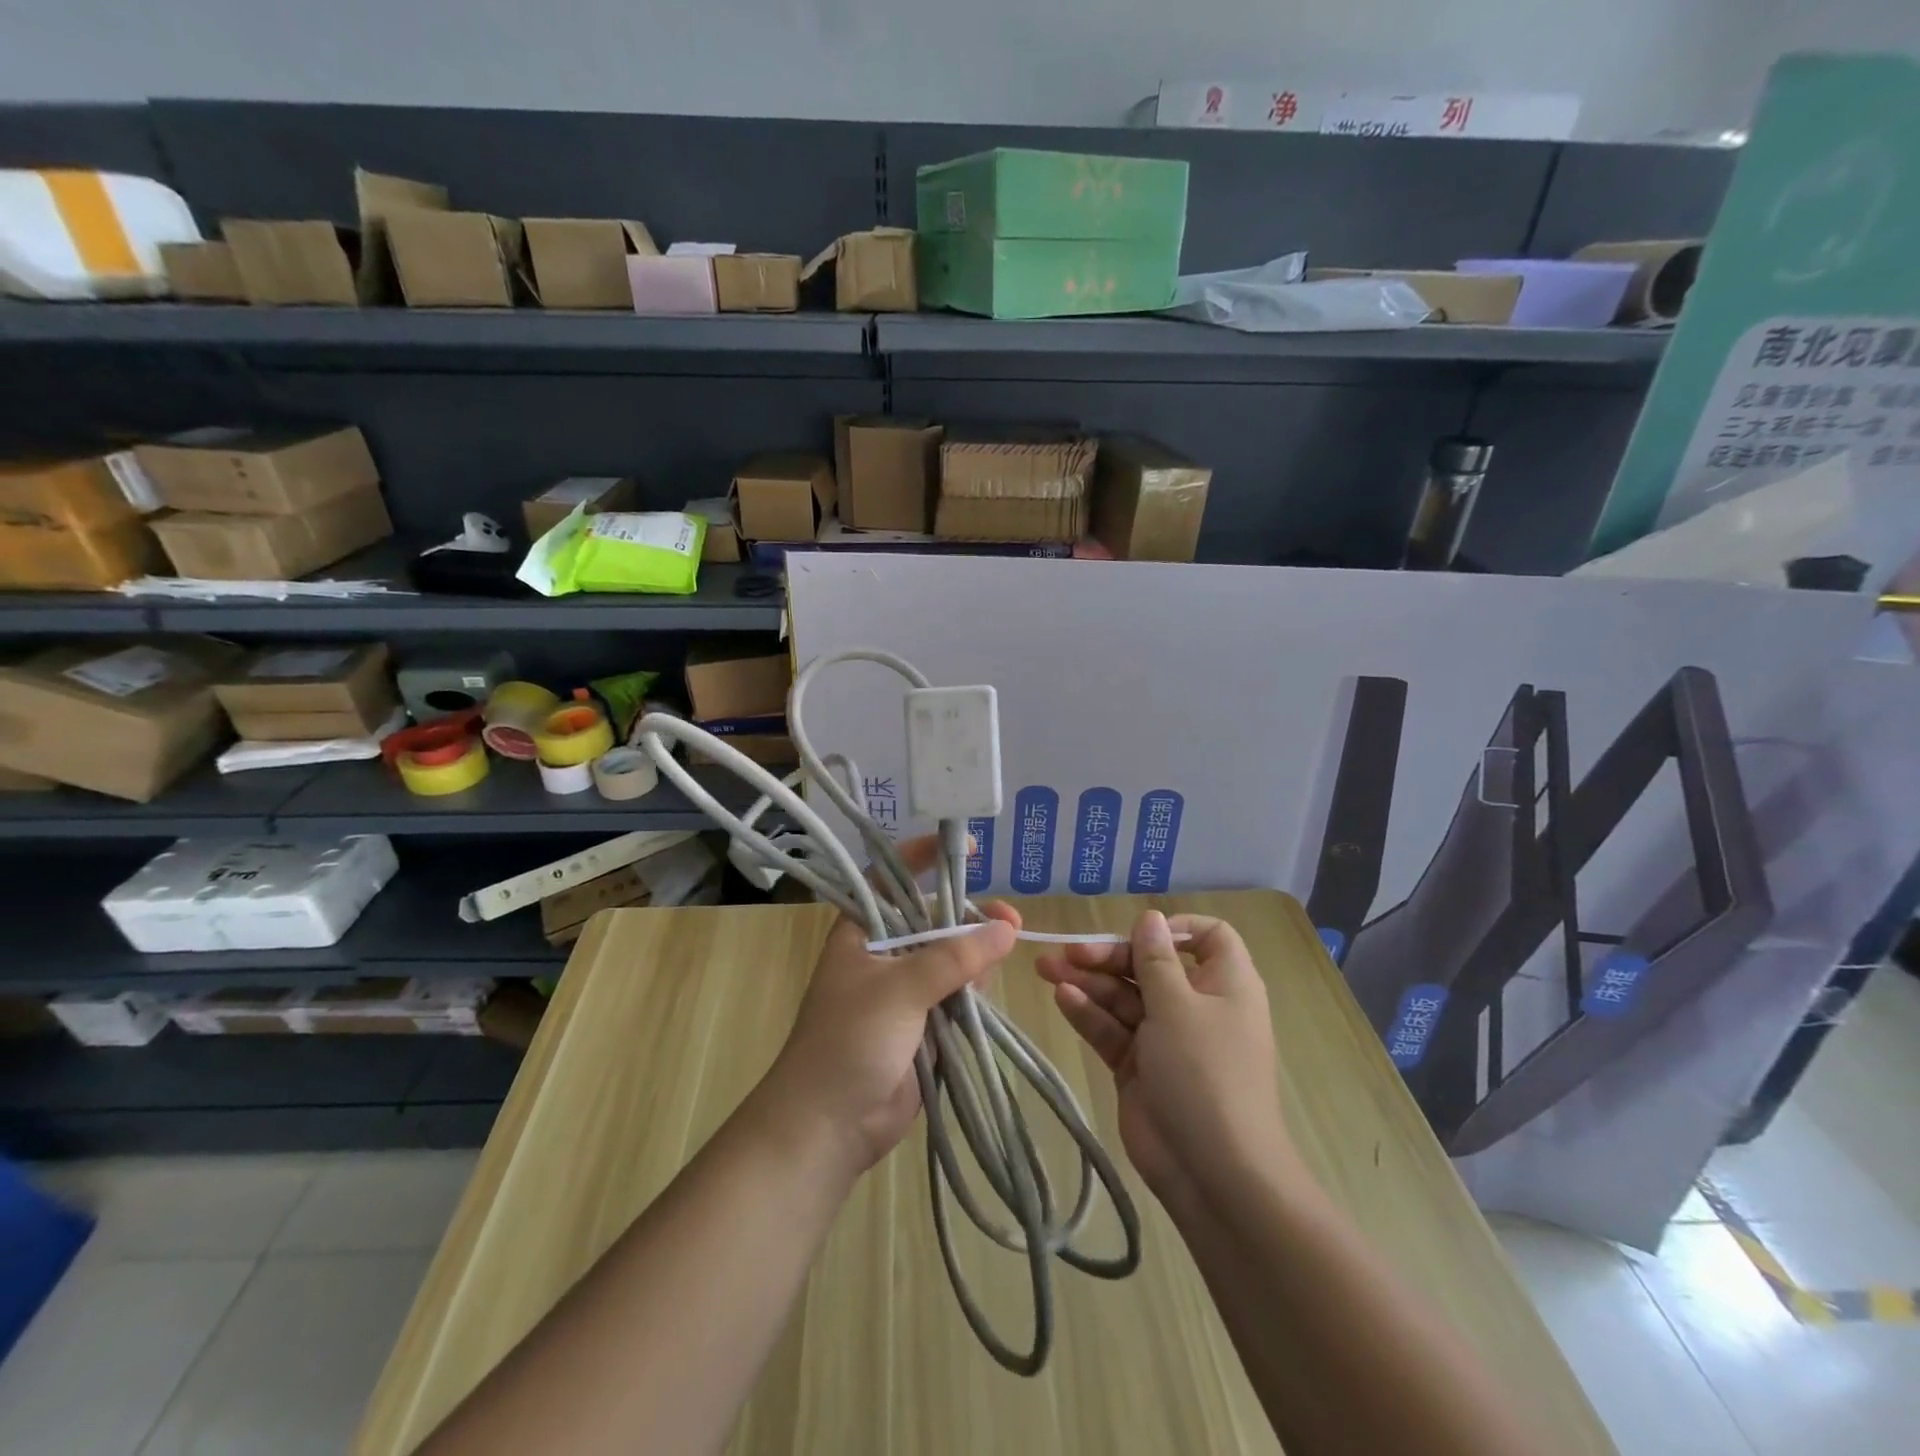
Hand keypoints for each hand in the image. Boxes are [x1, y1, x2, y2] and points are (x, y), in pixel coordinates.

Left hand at [761, 835, 1021, 1176]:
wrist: (829, 1126)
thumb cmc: (849, 1041)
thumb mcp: (899, 990)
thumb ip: (953, 958)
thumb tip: (1006, 927)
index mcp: (862, 933)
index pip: (891, 879)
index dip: (923, 857)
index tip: (965, 849)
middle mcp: (884, 954)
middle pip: (933, 920)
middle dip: (969, 917)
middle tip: (1010, 920)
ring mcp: (905, 991)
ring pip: (951, 959)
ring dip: (978, 955)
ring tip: (1006, 951)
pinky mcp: (924, 1024)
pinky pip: (957, 995)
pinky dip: (975, 990)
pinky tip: (990, 988)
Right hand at [1037, 911, 1298, 1204]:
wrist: (1214, 1174)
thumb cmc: (1205, 1074)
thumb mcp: (1179, 1006)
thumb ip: (1155, 960)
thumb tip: (1150, 918)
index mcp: (1224, 984)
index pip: (1207, 938)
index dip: (1174, 929)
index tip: (1138, 932)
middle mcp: (1195, 1005)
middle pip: (1149, 965)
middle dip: (1109, 956)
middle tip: (1068, 952)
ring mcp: (1165, 1038)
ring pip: (1124, 996)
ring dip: (1088, 981)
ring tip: (1047, 969)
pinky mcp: (1139, 1066)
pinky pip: (1112, 1029)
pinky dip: (1089, 1013)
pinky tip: (1062, 999)